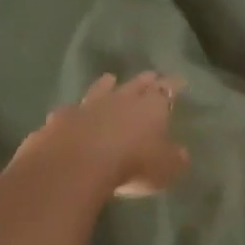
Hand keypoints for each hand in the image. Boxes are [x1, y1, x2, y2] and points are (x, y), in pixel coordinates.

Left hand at [15, 72, 189, 196]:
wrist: (77, 164)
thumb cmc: (133, 164)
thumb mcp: (166, 169)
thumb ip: (175, 159)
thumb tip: (182, 154)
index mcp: (151, 107)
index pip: (167, 89)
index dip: (174, 85)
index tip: (179, 80)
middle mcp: (121, 99)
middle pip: (136, 84)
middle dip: (145, 80)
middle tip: (150, 75)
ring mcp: (89, 106)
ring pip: (100, 89)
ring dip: (106, 84)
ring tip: (109, 78)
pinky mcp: (62, 119)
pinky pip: (71, 111)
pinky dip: (74, 111)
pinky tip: (70, 113)